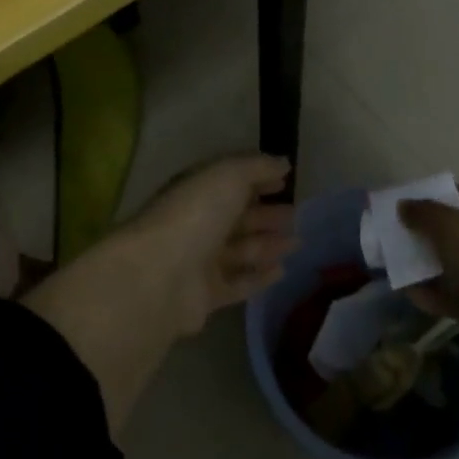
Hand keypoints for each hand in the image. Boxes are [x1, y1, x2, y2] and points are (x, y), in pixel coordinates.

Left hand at [128, 155, 297, 334]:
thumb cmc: (196, 214)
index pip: (230, 181)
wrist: (160, 276)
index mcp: (198, 190)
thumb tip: (283, 163)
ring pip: (240, 250)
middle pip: (237, 216)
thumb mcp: (229, 175)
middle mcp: (197, 222)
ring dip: (267, 244)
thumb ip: (258, 167)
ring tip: (297, 242)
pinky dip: (259, 277)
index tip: (286, 180)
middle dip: (266, 214)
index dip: (258, 178)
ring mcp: (200, 260)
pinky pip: (238, 283)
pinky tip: (282, 271)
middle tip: (296, 214)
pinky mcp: (206, 295)